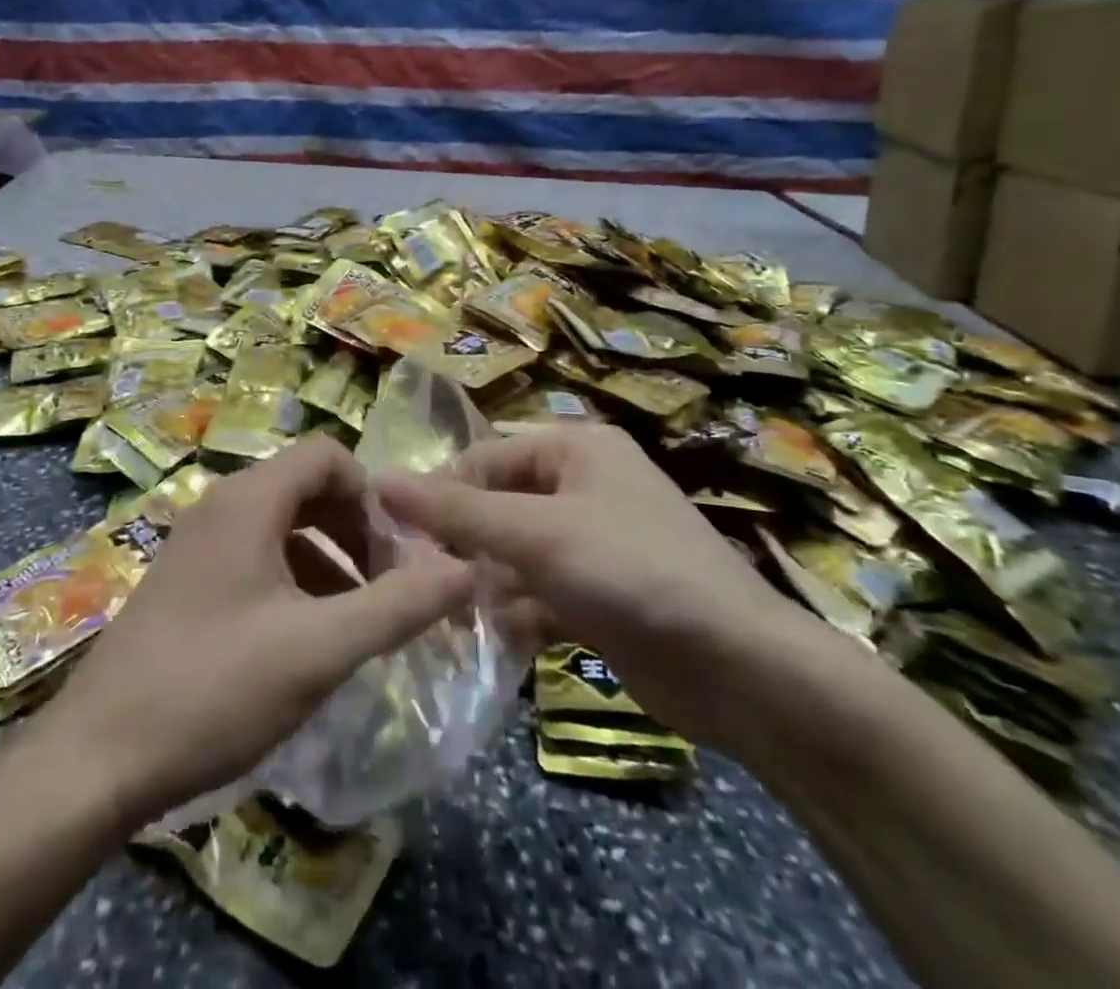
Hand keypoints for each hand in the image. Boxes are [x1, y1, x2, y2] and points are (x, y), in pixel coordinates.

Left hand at [32, 436, 475, 831]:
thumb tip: (465, 568)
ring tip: (357, 616)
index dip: (373, 494)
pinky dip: (293, 577)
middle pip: (306, 486)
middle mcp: (220, 505)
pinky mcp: (186, 579)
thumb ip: (398, 605)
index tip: (400, 551)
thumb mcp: (320, 649)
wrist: (96, 758)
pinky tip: (306, 635)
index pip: (327, 455)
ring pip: (281, 523)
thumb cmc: (215, 688)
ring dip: (328, 556)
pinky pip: (254, 554)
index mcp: (249, 500)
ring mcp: (197, 542)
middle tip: (387, 584)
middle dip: (356, 527)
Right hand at [378, 424, 815, 748]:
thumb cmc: (631, 571)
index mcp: (576, 449)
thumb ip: (456, 511)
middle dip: (460, 544)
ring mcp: (592, 544)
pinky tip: (485, 641)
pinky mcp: (598, 596)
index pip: (486, 457)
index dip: (441, 492)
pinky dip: (512, 614)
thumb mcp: (536, 533)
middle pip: (498, 506)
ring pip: (514, 554)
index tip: (397, 537)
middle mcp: (583, 487)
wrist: (739, 669)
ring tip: (442, 617)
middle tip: (415, 582)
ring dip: (481, 584)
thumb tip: (380, 480)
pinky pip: (537, 594)